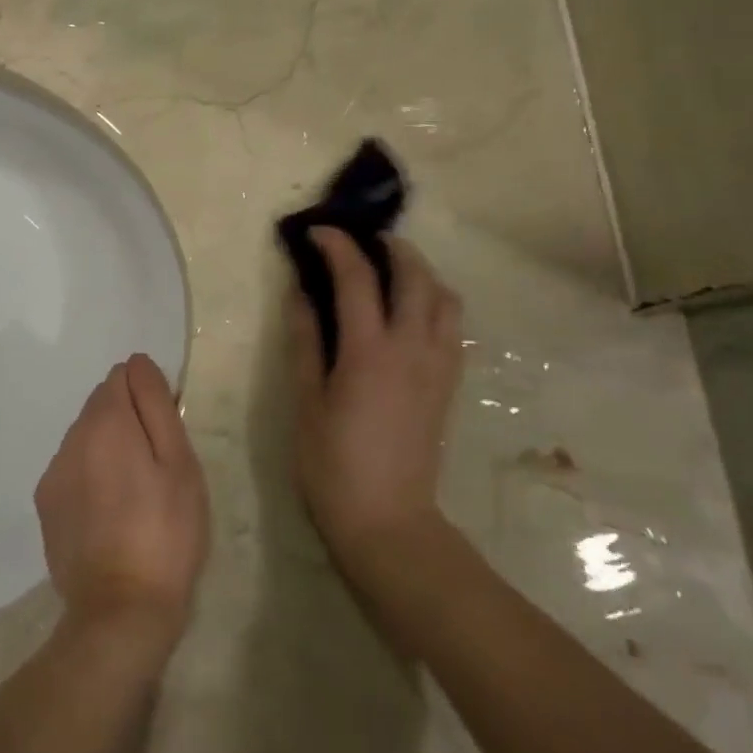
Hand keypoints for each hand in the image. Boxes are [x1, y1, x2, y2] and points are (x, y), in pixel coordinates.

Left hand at [34, 355, 209, 644]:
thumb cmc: (165, 532)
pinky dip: (92, 476)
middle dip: (129, 421)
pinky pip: (73, 469)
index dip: (149, 396)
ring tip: (136, 494)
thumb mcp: (179, 463)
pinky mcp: (46, 505)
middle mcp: (70, 438)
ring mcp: (53, 473)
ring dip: (109, 448)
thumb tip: (138, 363)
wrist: (120, 611)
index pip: (123, 375)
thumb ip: (157, 405)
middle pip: (102, 405)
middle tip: (158, 467)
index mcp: (105, 421)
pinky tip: (112, 514)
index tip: (167, 433)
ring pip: (86, 438)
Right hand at [289, 228, 464, 565]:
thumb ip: (305, 341)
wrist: (388, 521)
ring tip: (391, 271)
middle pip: (415, 275)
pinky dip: (434, 302)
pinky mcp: (448, 383)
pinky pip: (452, 326)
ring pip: (444, 297)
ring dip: (420, 272)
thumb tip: (300, 293)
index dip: (337, 246)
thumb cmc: (333, 464)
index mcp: (370, 351)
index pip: (357, 277)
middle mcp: (413, 348)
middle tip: (362, 240)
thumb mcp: (306, 402)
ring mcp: (438, 365)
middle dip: (390, 246)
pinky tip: (410, 313)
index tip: (317, 232)